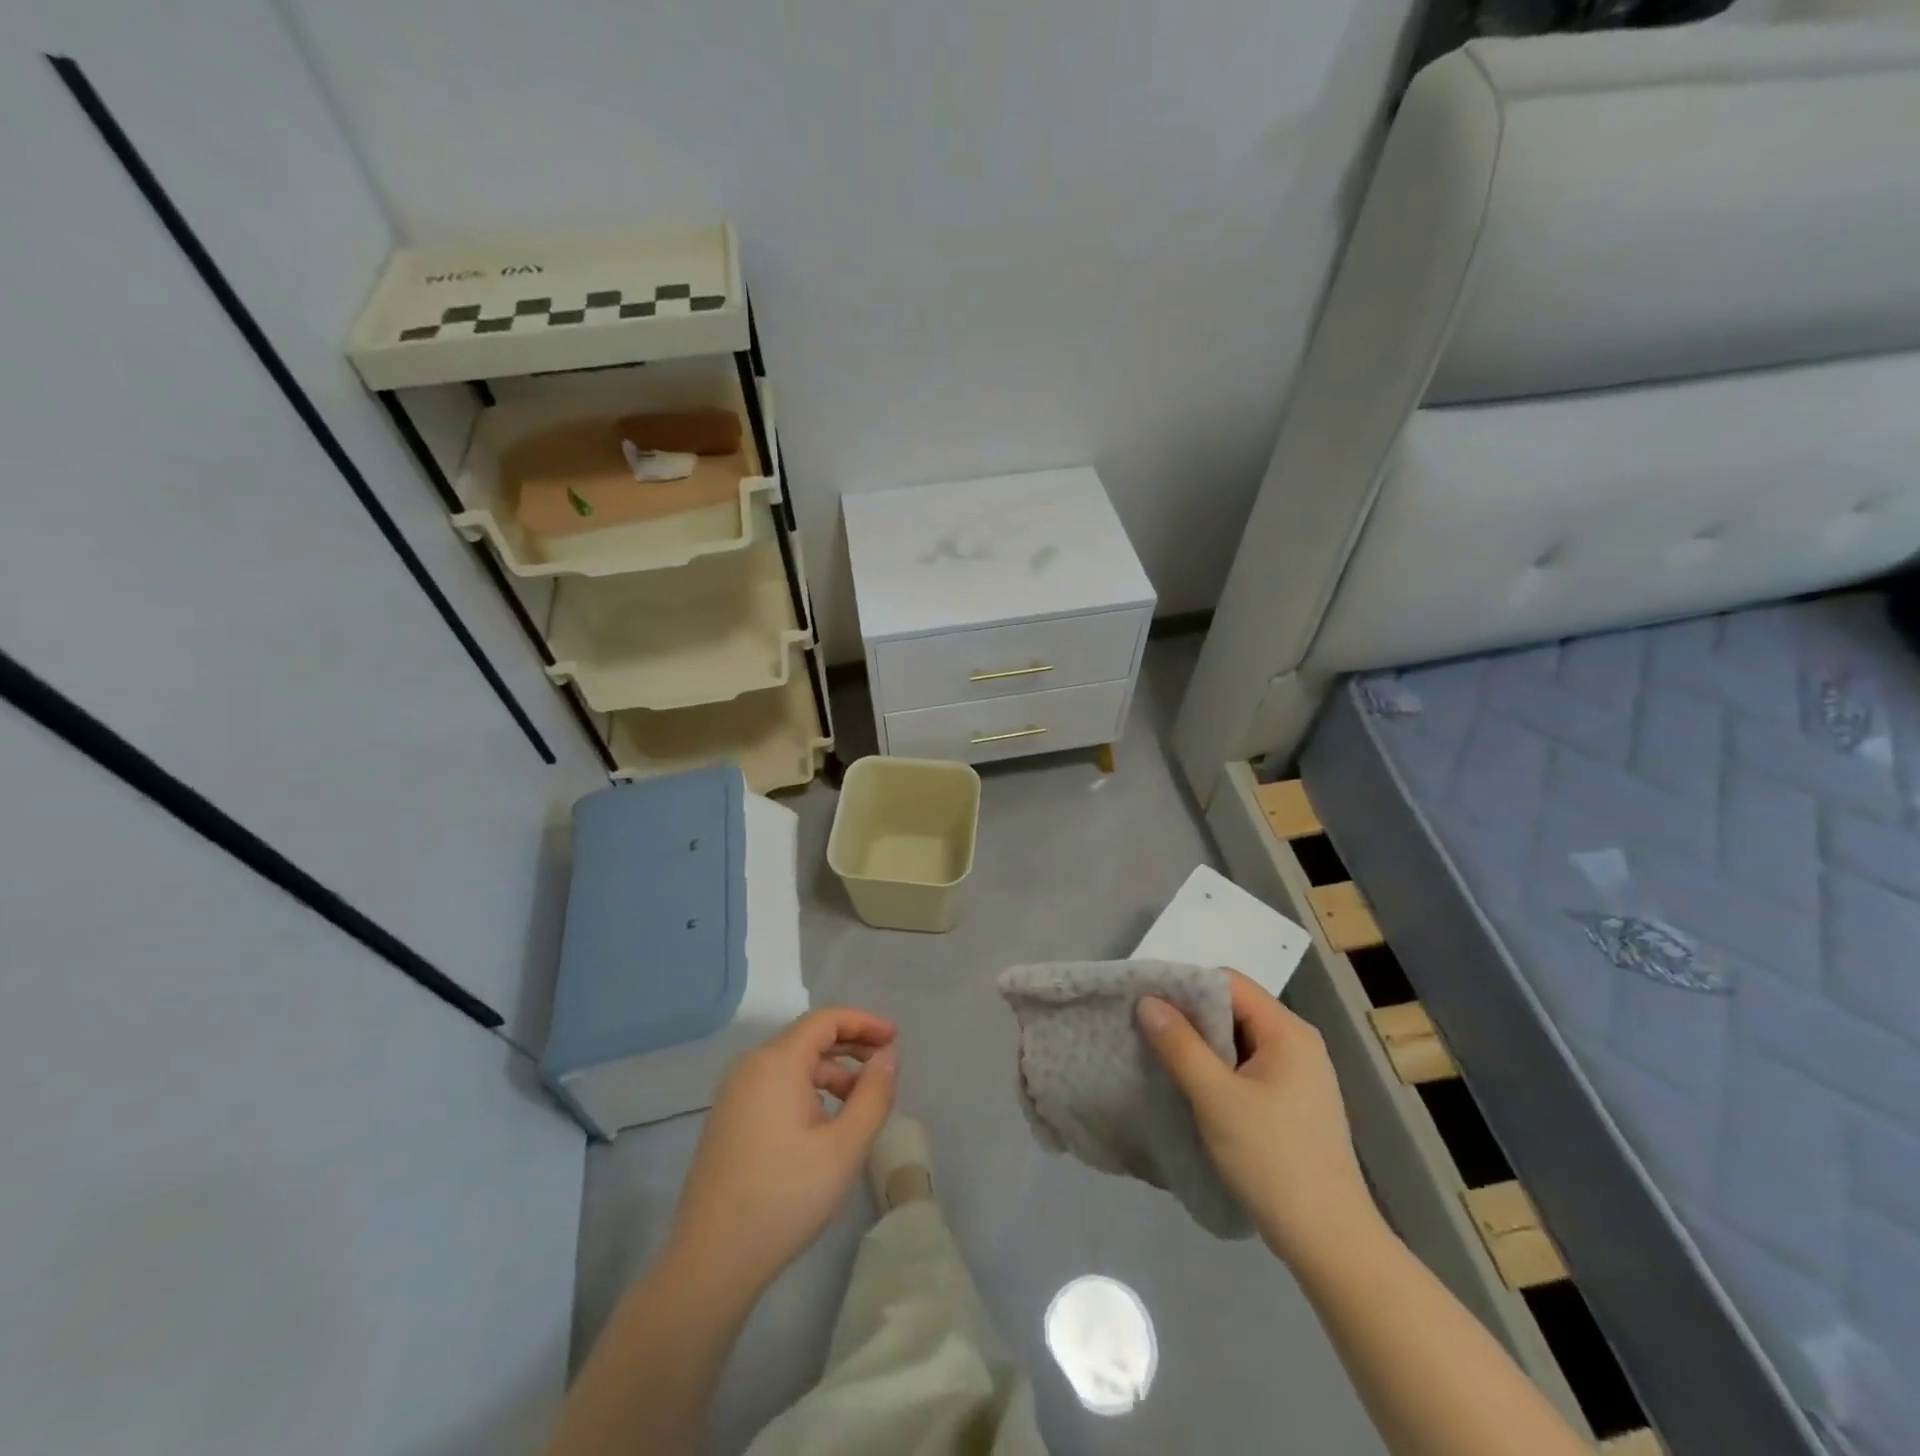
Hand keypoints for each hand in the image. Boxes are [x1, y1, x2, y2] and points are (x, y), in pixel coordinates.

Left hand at [668, 1008, 898, 1295]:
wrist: (712, 1260)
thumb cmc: (786, 1197)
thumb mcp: (845, 1146)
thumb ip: (874, 1095)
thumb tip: (888, 1057)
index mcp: (777, 1062)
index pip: (826, 1019)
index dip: (864, 1022)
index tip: (895, 1039)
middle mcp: (751, 1066)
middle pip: (808, 1037)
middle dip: (851, 1044)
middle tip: (886, 1064)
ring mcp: (735, 1092)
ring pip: (792, 1063)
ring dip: (832, 1070)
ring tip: (862, 1099)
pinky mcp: (729, 1118)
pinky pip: (776, 1084)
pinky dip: (808, 1088)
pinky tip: (826, 1120)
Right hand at [1137, 971, 1379, 1265]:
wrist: (1330, 1242)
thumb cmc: (1272, 1159)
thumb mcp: (1215, 1098)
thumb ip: (1179, 1045)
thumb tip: (1147, 1001)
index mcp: (1288, 1031)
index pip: (1229, 983)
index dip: (1186, 986)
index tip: (1148, 1003)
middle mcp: (1298, 1043)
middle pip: (1234, 1009)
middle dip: (1191, 1017)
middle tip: (1149, 1030)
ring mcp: (1300, 1075)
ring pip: (1239, 1040)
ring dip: (1202, 1046)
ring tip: (1163, 1058)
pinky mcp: (1294, 1104)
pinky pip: (1248, 1068)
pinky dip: (1219, 1070)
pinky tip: (1193, 1088)